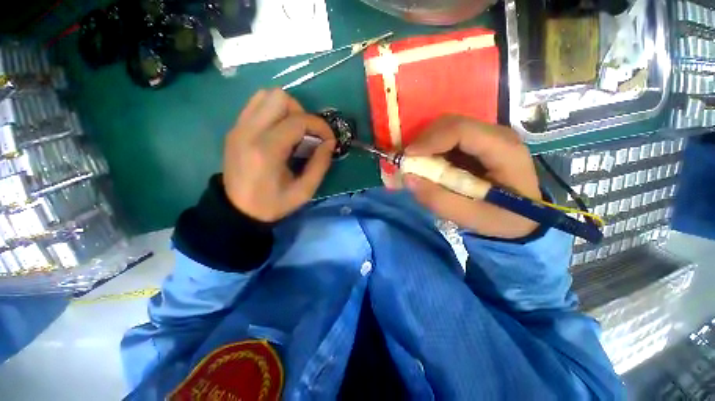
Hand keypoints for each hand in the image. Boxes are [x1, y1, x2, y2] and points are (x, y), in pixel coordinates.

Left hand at [223, 89, 335, 221]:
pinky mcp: (235, 128)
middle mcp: (249, 131)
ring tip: (293, 131)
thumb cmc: (272, 204)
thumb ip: (320, 165)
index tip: (329, 140)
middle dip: (301, 113)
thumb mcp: (303, 191)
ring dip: (286, 109)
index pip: (298, 120)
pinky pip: (256, 104)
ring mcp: (239, 127)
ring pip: (266, 95)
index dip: (320, 126)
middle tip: (307, 134)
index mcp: (267, 150)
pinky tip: (279, 131)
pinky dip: (273, 111)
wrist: (237, 210)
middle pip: (279, 97)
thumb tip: (330, 143)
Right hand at [404, 116, 540, 238]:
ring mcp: (486, 136)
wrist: (523, 217)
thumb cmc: (502, 219)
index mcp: (503, 150)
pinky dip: (431, 149)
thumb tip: (408, 178)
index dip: (430, 140)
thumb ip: (438, 200)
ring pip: (446, 128)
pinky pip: (446, 137)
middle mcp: (495, 135)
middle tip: (408, 162)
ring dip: (425, 144)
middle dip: (424, 141)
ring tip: (415, 164)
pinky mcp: (476, 142)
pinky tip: (426, 163)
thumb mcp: (470, 217)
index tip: (408, 156)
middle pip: (451, 124)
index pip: (462, 130)